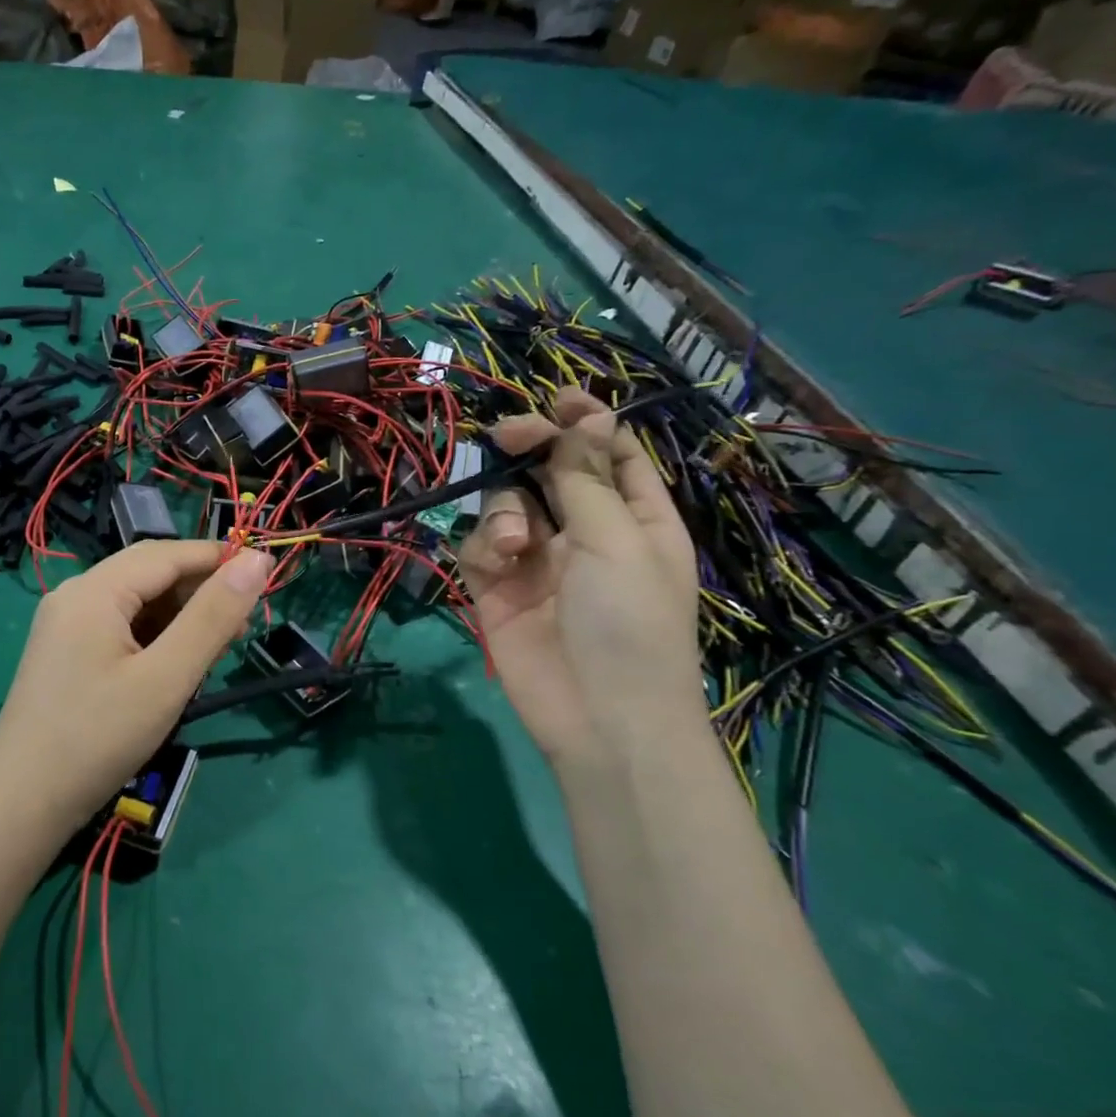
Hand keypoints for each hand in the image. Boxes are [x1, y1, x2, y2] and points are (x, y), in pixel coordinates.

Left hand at [0, 540, 272, 831]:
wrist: (21, 805)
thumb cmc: (98, 738)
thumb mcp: (167, 677)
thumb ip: (213, 617)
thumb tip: (256, 561)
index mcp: (94, 590)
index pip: (167, 553)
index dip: (218, 559)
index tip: (265, 577)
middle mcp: (75, 595)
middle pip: (149, 574)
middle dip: (200, 591)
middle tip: (243, 625)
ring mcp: (65, 625)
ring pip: (136, 602)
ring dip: (180, 617)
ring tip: (217, 650)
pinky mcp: (66, 653)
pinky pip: (120, 628)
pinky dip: (155, 638)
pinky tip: (176, 666)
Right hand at [457, 387, 702, 766]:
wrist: (599, 718)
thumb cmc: (630, 623)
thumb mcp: (618, 539)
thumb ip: (587, 477)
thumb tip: (585, 415)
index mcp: (635, 519)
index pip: (610, 456)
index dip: (585, 424)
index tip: (556, 398)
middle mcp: (585, 533)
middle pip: (550, 472)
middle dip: (530, 450)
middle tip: (507, 434)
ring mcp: (538, 562)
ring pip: (508, 505)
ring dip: (506, 509)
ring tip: (514, 539)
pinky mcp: (497, 590)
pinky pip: (480, 546)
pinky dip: (484, 545)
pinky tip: (498, 561)